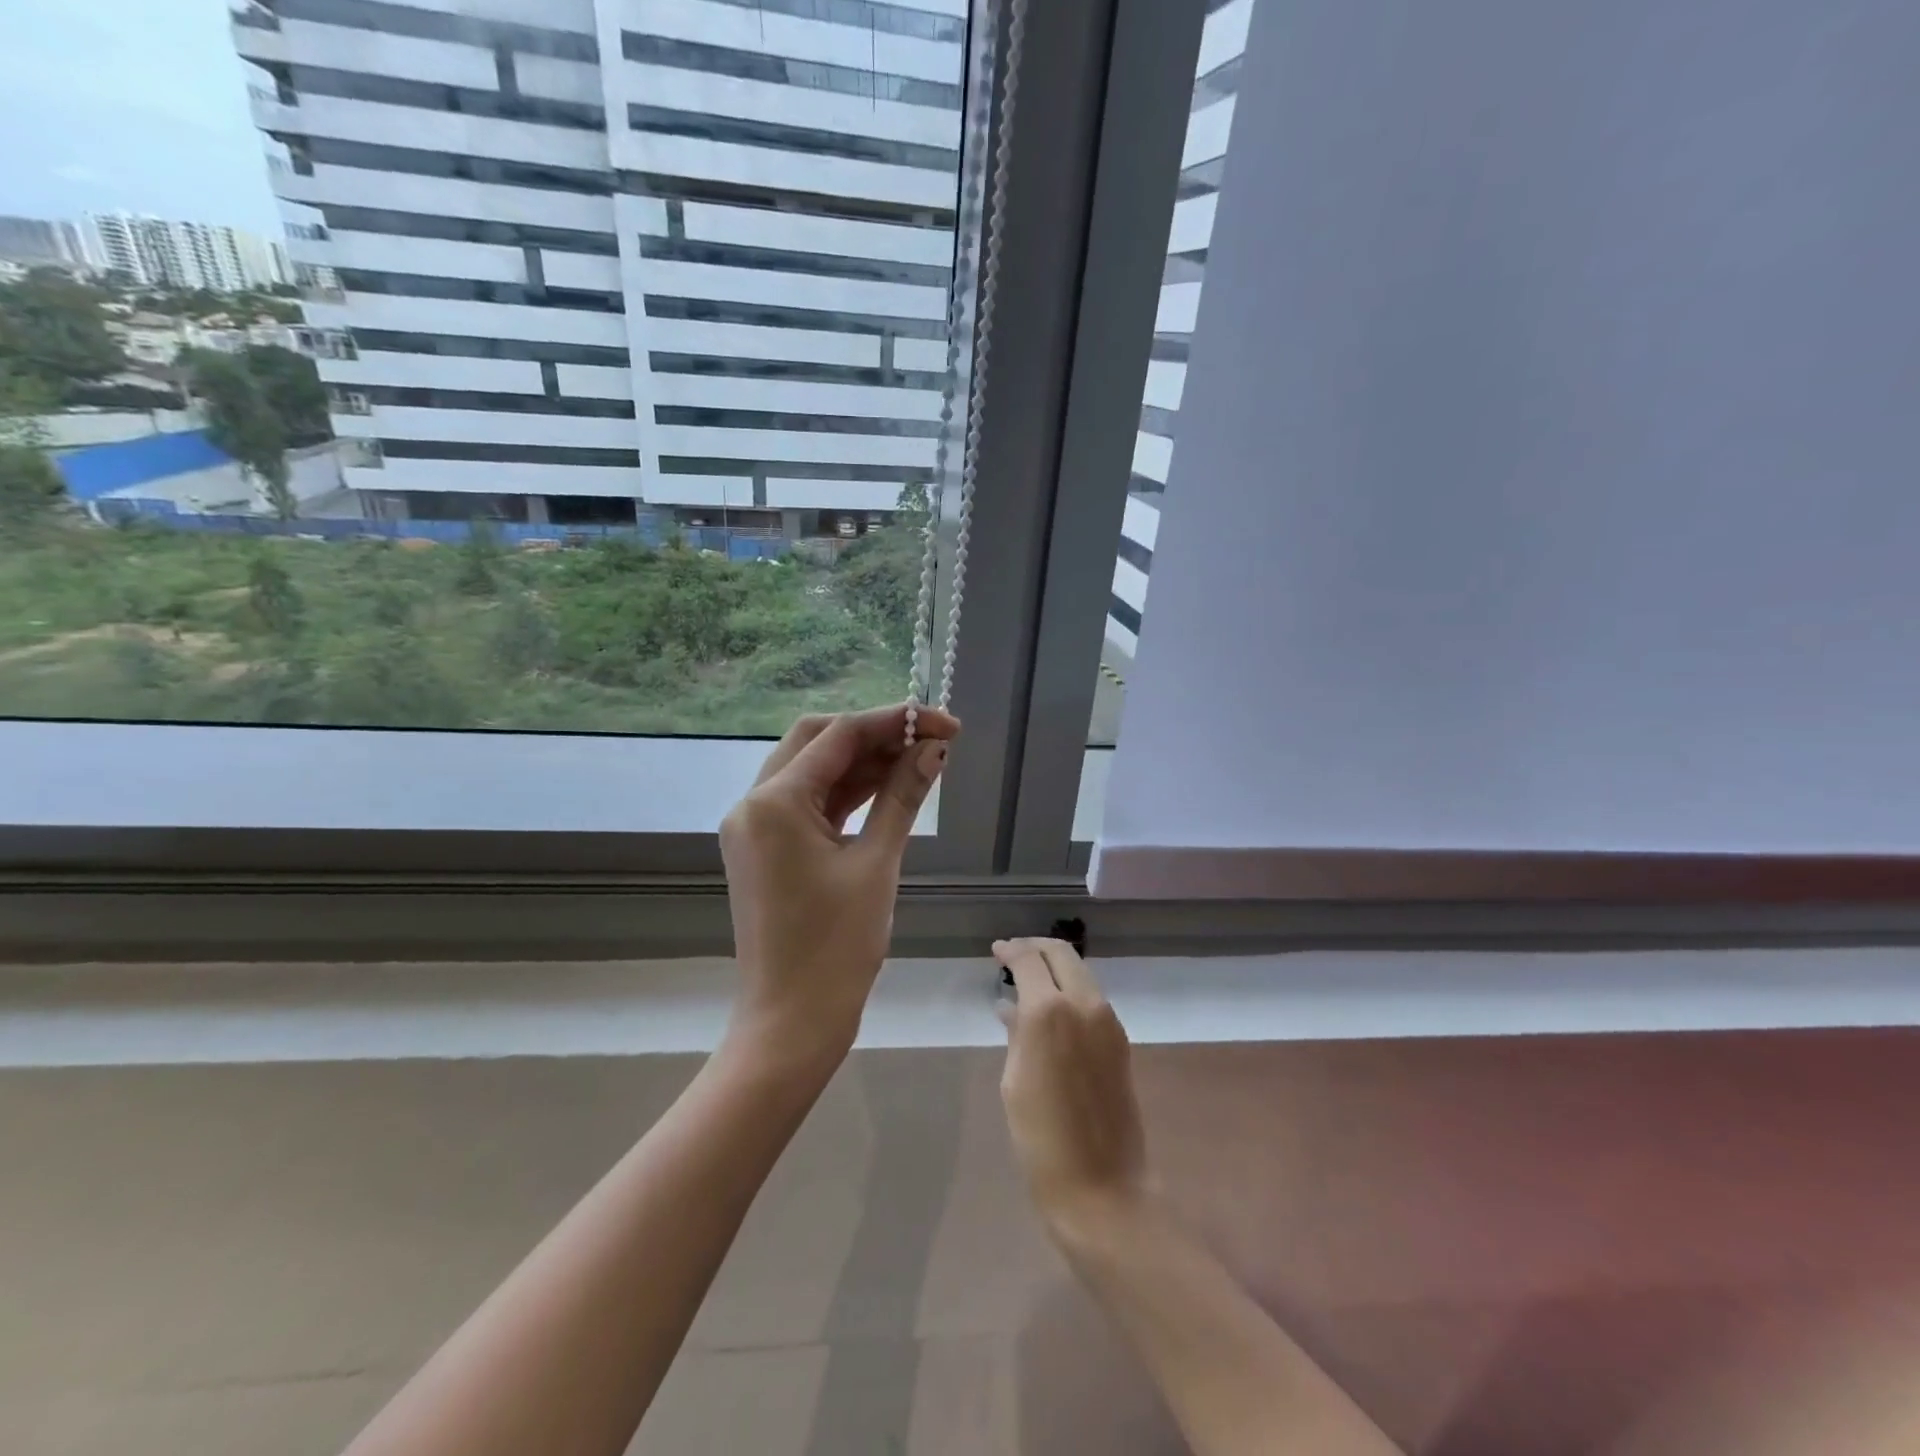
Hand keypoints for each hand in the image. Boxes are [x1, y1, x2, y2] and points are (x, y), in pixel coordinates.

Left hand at [720, 705, 958, 1064]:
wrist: (792, 1021)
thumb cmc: (836, 948)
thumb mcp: (876, 864)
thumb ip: (903, 796)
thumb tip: (934, 748)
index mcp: (774, 802)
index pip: (839, 736)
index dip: (896, 720)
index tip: (945, 722)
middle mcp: (754, 803)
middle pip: (818, 741)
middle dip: (875, 733)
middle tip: (930, 739)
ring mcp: (755, 826)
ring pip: (813, 770)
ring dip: (863, 761)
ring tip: (920, 758)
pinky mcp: (766, 848)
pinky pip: (808, 803)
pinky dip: (847, 792)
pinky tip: (889, 785)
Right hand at [995, 937, 1149, 1230]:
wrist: (1102, 1188)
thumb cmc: (1041, 1139)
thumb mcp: (1014, 1081)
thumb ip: (1016, 1034)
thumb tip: (1012, 1007)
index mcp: (1050, 1011)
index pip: (1029, 960)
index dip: (1010, 951)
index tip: (996, 951)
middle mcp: (1084, 1004)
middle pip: (1061, 954)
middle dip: (1035, 948)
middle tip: (1012, 955)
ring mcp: (1108, 1022)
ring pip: (1080, 973)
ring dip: (1055, 968)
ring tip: (1028, 979)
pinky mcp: (1120, 1041)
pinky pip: (1091, 999)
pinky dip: (1069, 990)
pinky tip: (1050, 1009)